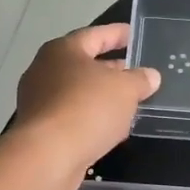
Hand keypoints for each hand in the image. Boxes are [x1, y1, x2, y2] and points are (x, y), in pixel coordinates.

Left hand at [12, 23, 160, 189]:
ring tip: (129, 102)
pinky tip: (110, 128)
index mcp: (63, 50)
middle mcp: (45, 70)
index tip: (134, 34)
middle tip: (135, 72)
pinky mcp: (40, 129)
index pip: (95, 34)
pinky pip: (72, 115)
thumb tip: (150, 76)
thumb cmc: (87, 108)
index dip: (117, 33)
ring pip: (78, 92)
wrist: (48, 156)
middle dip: (111, 68)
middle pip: (84, 63)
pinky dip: (91, 118)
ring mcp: (39, 100)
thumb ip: (140, 79)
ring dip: (102, 96)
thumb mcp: (125, 89)